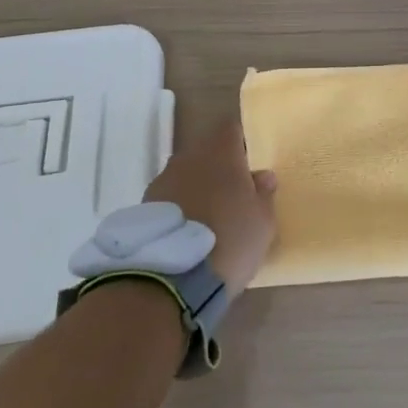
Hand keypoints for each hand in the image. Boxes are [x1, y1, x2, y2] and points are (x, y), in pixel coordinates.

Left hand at [144, 116, 277, 296]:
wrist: (172, 277)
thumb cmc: (230, 239)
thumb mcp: (263, 221)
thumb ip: (264, 194)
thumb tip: (262, 176)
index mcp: (221, 152)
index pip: (231, 129)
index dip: (241, 144)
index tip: (249, 165)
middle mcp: (189, 157)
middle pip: (207, 153)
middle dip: (218, 169)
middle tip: (232, 197)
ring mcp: (162, 181)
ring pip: (186, 176)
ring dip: (197, 189)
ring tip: (207, 220)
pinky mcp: (144, 207)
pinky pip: (169, 199)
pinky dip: (179, 209)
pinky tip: (186, 234)